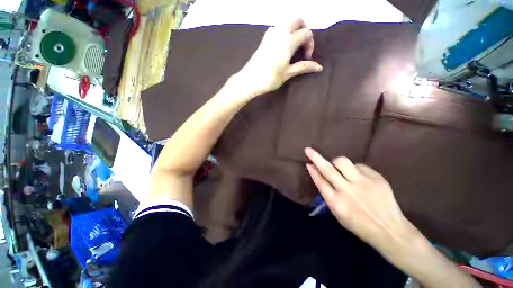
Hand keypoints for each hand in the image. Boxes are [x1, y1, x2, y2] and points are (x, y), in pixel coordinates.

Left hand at [236, 19, 322, 96]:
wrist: (249, 80)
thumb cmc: (270, 78)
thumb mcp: (288, 73)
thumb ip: (304, 67)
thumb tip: (319, 67)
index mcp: (289, 40)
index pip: (306, 33)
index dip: (310, 44)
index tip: (306, 58)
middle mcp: (281, 31)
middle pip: (298, 20)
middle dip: (304, 30)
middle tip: (302, 47)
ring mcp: (271, 33)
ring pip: (287, 21)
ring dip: (294, 29)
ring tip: (293, 47)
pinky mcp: (264, 38)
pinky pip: (278, 27)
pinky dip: (284, 31)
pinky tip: (282, 46)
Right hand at [304, 147, 416, 254]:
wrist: (390, 231)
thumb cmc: (359, 225)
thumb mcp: (338, 214)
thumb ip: (328, 195)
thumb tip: (320, 176)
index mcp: (337, 203)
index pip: (320, 181)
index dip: (312, 171)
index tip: (307, 162)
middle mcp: (348, 191)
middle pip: (328, 169)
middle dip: (316, 157)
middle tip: (308, 149)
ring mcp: (364, 183)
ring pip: (343, 162)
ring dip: (337, 162)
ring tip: (340, 168)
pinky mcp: (377, 179)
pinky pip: (359, 166)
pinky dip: (355, 169)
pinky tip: (359, 177)